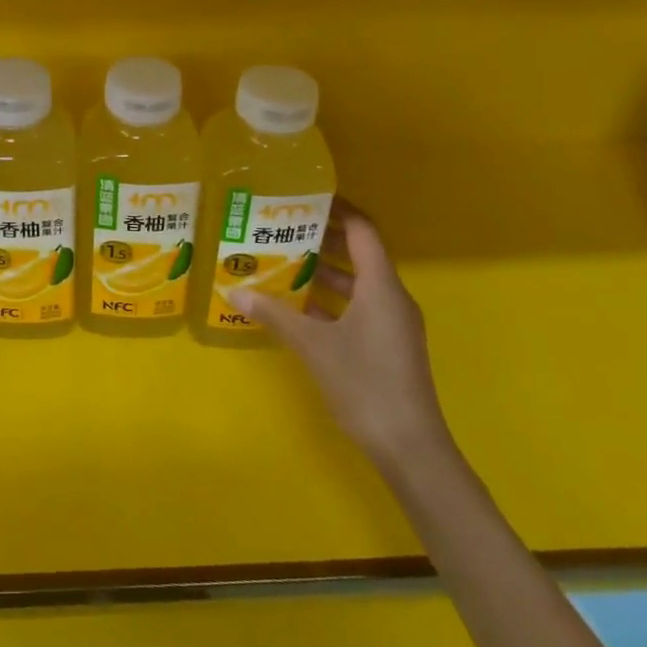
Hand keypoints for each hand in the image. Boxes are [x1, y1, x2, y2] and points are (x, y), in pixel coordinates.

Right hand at [225, 200, 451, 471]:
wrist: (411, 448)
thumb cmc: (365, 384)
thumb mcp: (313, 346)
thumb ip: (275, 315)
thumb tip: (235, 290)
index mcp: (381, 286)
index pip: (362, 230)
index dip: (338, 209)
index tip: (305, 197)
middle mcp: (391, 297)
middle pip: (360, 253)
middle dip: (323, 238)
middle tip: (283, 228)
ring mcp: (392, 323)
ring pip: (358, 282)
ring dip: (325, 271)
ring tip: (284, 261)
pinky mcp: (388, 345)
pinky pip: (358, 307)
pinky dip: (331, 300)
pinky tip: (298, 307)